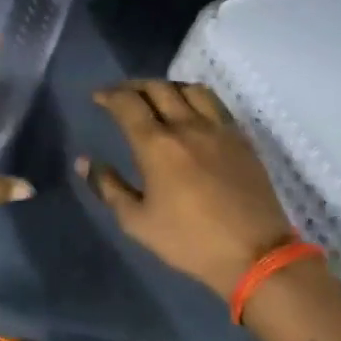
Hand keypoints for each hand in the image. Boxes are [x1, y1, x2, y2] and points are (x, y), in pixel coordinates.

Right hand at [83, 80, 294, 301]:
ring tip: (156, 97)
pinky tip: (191, 112)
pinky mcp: (241, 138)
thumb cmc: (189, 241)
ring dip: (166, 86)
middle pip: (158, 88)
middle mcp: (187, 126)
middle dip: (133, 86)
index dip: (109, 95)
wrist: (254, 254)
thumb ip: (109, 187)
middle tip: (121, 95)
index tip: (98, 97)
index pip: (128, 104)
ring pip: (189, 89)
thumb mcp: (138, 222)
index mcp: (157, 146)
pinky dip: (195, 98)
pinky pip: (215, 103)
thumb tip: (85, 162)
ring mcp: (218, 129)